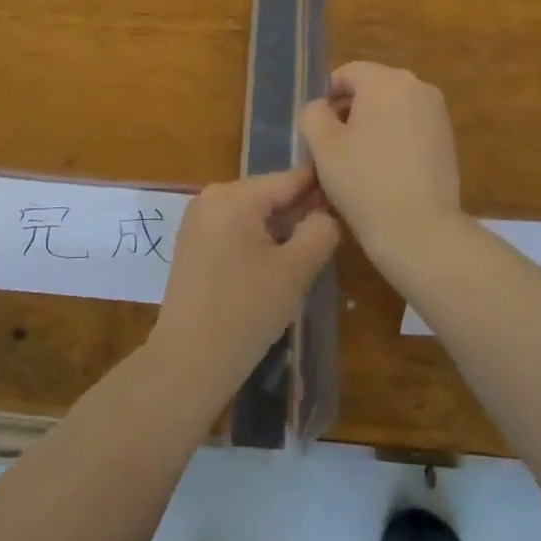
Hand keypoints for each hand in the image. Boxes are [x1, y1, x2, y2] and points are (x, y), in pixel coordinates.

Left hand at [149, 166, 339, 403]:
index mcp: (233, 196)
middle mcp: (210, 198)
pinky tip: (278, 267)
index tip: (351, 194)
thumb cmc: (246, 311)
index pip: (289, 178)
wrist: (189, 361)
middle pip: (270, 195)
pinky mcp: (194, 246)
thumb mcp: (295, 269)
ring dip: (282, 230)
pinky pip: (236, 231)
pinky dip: (260, 242)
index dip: (322, 186)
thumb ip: (320, 231)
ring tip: (313, 251)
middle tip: (336, 233)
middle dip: (301, 211)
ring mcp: (198, 222)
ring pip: (254, 215)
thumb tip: (326, 213)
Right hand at [297, 62, 463, 257]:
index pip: (347, 73)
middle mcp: (418, 87)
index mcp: (387, 80)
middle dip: (348, 112)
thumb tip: (322, 108)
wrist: (420, 230)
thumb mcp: (322, 145)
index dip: (325, 98)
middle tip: (331, 149)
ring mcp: (437, 114)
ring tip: (355, 164)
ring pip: (390, 110)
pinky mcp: (447, 140)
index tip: (316, 131)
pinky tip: (381, 173)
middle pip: (371, 89)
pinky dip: (391, 141)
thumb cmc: (364, 181)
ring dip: (369, 128)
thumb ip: (313, 113)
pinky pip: (409, 128)